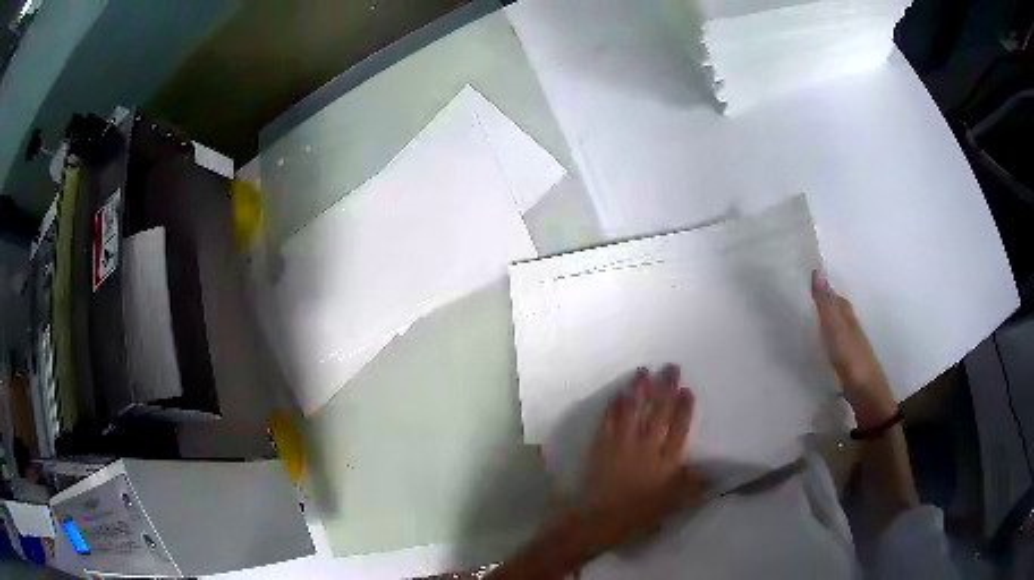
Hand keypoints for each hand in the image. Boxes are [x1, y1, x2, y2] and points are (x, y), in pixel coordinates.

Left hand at [582, 366, 703, 548]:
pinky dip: (613, 406)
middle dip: (665, 389)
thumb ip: (691, 486)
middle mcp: (647, 448)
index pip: (679, 429)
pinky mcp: (601, 447)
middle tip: (670, 368)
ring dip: (639, 390)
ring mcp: (622, 445)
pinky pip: (609, 421)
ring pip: (633, 411)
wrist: (599, 520)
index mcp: (666, 462)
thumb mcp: (671, 504)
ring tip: (643, 371)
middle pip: (659, 413)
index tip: (686, 390)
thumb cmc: (638, 514)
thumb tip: (712, 475)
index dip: (684, 409)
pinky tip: (617, 394)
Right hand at [811, 271, 897, 428]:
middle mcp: (852, 328)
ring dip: (827, 324)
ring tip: (809, 324)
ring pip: (837, 329)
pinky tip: (820, 348)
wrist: (866, 393)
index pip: (836, 297)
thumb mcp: (835, 329)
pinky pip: (836, 345)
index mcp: (849, 316)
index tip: (807, 283)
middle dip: (825, 306)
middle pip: (838, 312)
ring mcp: (852, 347)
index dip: (824, 290)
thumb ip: (826, 304)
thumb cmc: (851, 358)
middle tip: (805, 303)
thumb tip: (817, 269)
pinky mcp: (848, 363)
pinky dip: (828, 342)